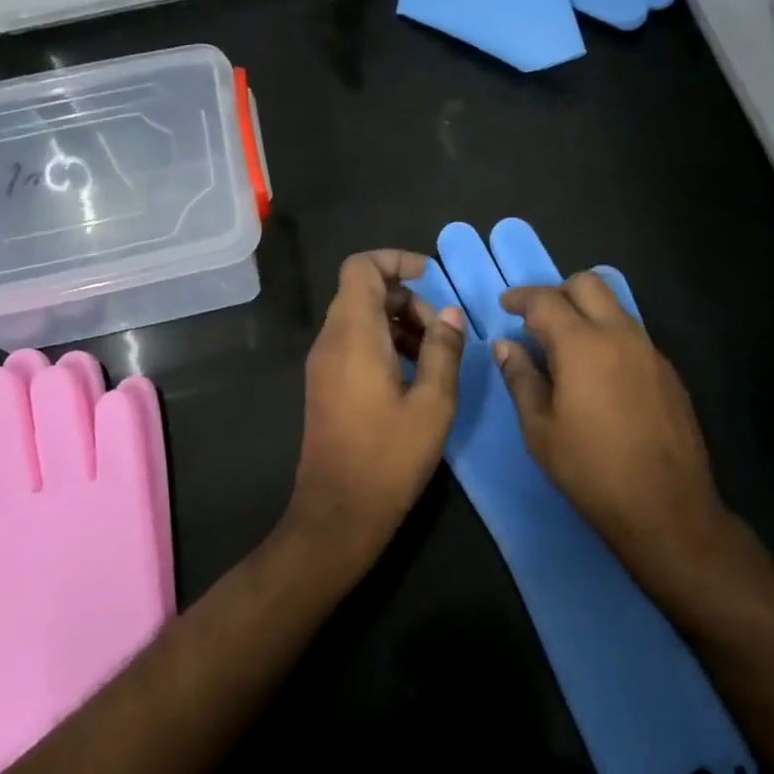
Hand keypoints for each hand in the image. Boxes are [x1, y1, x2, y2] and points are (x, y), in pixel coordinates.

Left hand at [290, 250, 465, 561]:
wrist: (338, 513)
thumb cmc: (389, 457)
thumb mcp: (433, 403)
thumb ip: (443, 350)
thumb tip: (449, 314)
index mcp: (353, 335)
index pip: (360, 267)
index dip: (395, 260)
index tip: (431, 277)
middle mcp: (331, 341)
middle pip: (362, 291)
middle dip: (406, 298)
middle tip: (441, 331)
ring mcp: (323, 365)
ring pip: (359, 318)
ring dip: (398, 322)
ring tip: (434, 354)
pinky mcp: (325, 385)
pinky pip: (353, 344)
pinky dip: (383, 343)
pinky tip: (413, 375)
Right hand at [495, 274, 739, 588]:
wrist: (665, 507)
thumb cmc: (590, 469)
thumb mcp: (540, 429)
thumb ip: (521, 378)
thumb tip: (507, 346)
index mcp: (583, 345)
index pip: (547, 300)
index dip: (521, 298)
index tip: (505, 306)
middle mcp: (621, 336)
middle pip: (588, 284)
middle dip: (557, 292)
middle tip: (536, 320)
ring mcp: (650, 352)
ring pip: (614, 307)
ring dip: (586, 312)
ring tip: (564, 346)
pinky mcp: (668, 372)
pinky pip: (632, 334)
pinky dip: (608, 336)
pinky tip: (597, 373)